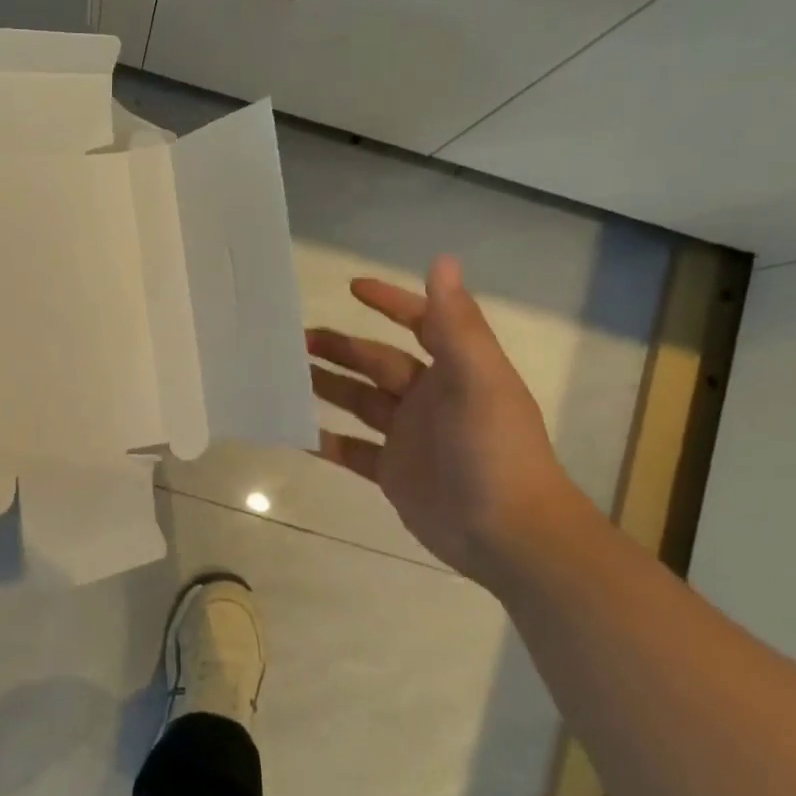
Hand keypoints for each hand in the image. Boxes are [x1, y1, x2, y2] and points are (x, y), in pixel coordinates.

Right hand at [306, 254, 583, 585]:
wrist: (508, 535)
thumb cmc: (493, 450)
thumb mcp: (477, 380)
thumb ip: (455, 324)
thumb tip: (441, 260)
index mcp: (454, 371)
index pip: (420, 324)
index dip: (390, 302)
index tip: (352, 288)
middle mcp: (429, 399)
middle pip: (377, 363)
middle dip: (341, 348)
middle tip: (297, 340)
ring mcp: (409, 437)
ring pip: (359, 402)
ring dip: (327, 387)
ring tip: (287, 376)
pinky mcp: (393, 473)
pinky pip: (350, 450)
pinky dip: (325, 441)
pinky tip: (295, 432)